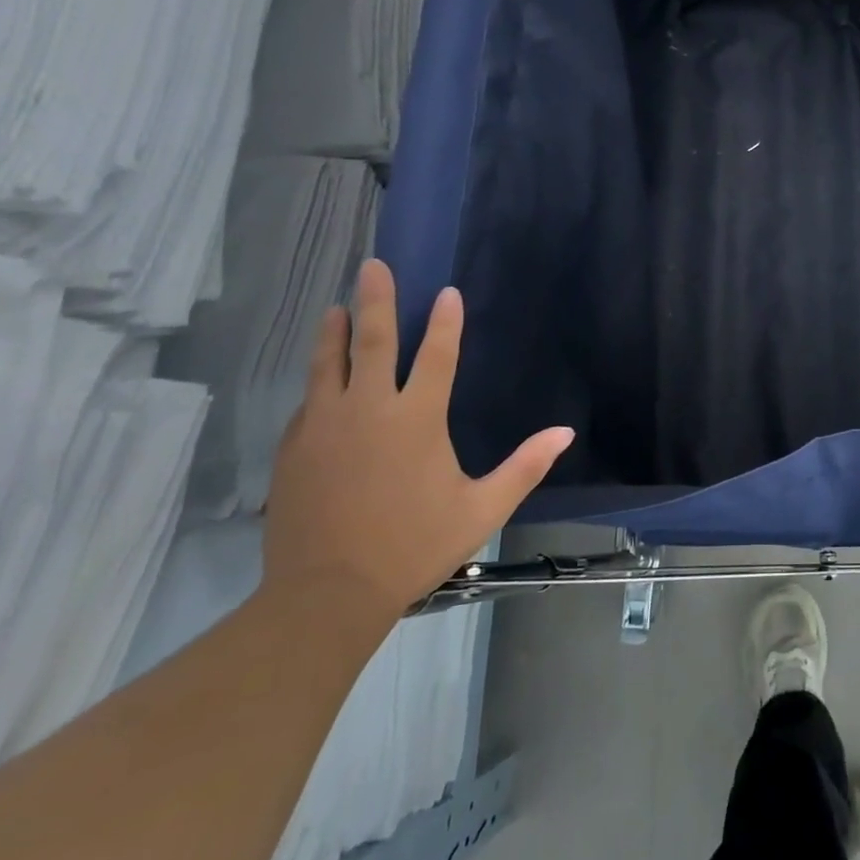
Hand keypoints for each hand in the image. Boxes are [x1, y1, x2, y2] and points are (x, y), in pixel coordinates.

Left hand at [262, 259, 573, 625]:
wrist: (326, 593)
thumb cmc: (415, 545)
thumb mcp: (482, 509)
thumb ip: (526, 466)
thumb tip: (566, 432)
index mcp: (417, 420)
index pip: (437, 356)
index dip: (445, 322)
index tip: (446, 292)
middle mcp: (368, 410)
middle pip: (372, 343)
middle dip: (376, 301)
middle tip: (373, 266)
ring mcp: (323, 427)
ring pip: (328, 364)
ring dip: (335, 332)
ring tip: (336, 308)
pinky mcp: (293, 449)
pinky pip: (308, 402)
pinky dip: (318, 381)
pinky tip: (320, 379)